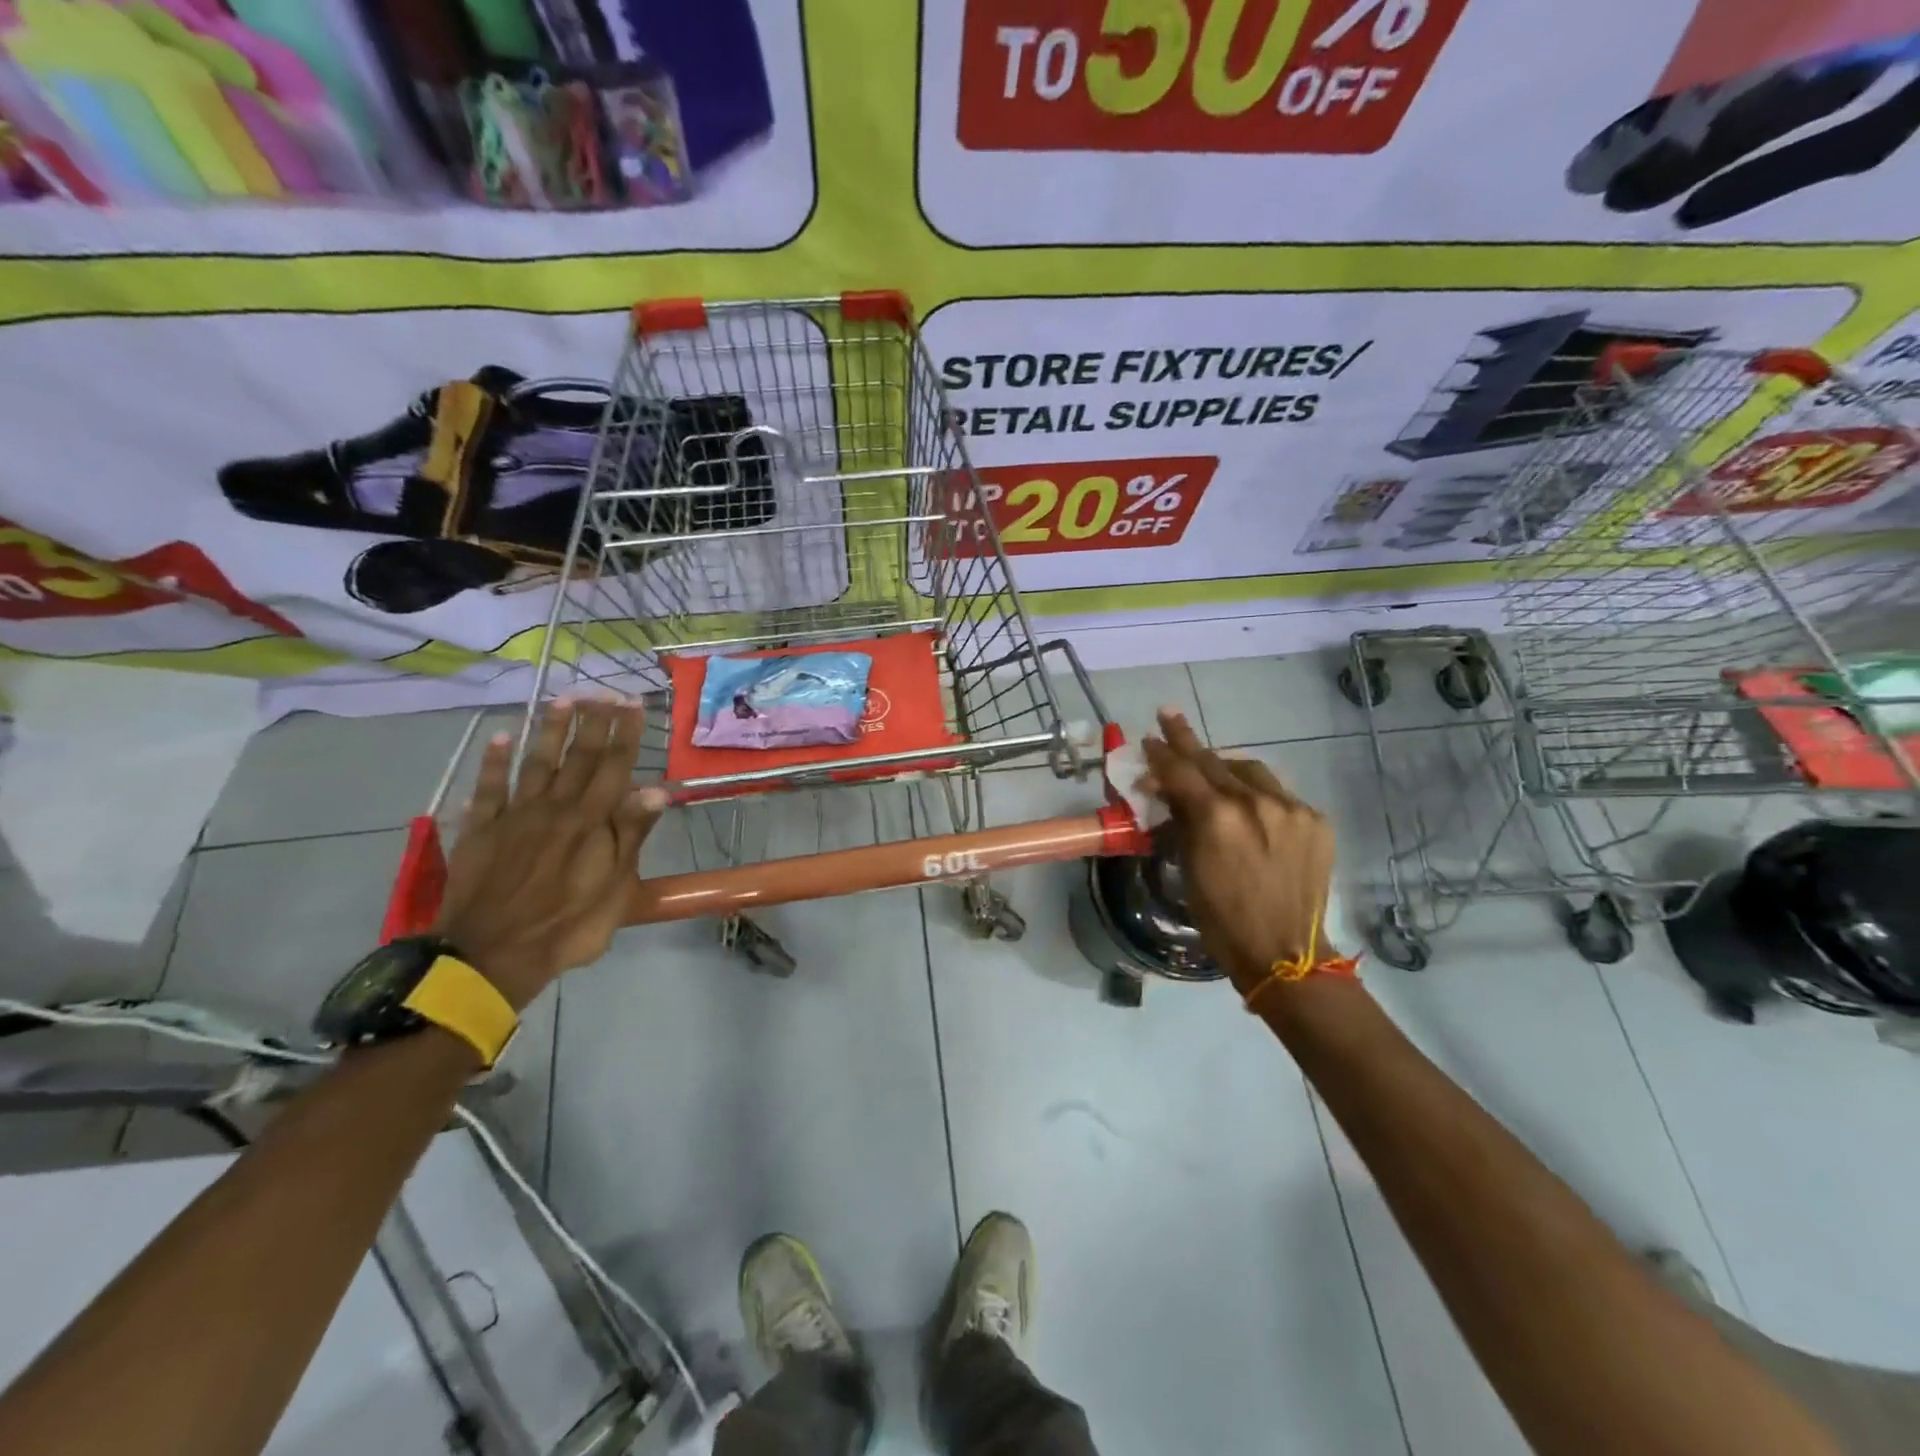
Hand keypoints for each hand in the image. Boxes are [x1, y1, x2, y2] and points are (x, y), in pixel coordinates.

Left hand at [433, 698, 666, 1009]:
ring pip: (536, 764)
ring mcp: (515, 817)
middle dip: (594, 722)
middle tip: (604, 691)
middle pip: (578, 758)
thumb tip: (657, 791)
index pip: (613, 768)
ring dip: (550, 730)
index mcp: (590, 822)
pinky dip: (494, 763)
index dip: (625, 733)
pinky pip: (488, 789)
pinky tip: (501, 737)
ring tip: (563, 700)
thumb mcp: (616, 888)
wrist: (493, 955)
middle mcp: (555, 809)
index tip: (632, 702)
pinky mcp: (481, 831)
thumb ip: (631, 835)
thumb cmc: (568, 926)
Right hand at [1141, 709, 1338, 990]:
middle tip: (1169, 717)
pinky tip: (1249, 807)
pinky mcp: (1315, 820)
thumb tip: (1168, 791)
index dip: (1161, 752)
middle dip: (1187, 741)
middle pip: (1214, 762)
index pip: (1181, 771)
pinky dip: (1258, 794)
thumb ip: (1181, 820)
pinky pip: (1278, 794)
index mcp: (1218, 817)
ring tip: (1210, 769)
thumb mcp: (1188, 866)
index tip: (1149, 735)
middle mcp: (1257, 802)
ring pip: (1250, 771)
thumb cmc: (1221, 918)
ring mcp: (1291, 809)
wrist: (1285, 952)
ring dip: (1225, 767)